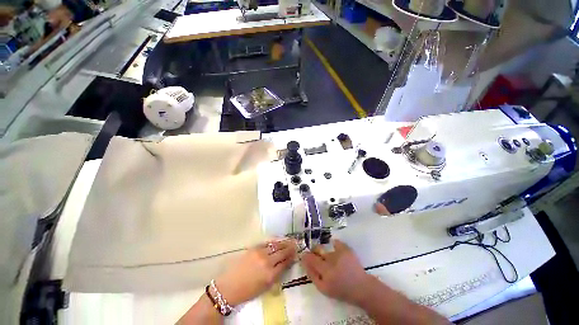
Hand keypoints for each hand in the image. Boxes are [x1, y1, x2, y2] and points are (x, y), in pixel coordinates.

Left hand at [214, 239, 296, 305]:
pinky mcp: (253, 248)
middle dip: (290, 248)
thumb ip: (276, 274)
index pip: (285, 263)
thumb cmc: (248, 291)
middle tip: (295, 244)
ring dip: (283, 243)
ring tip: (288, 240)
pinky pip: (267, 243)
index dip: (291, 257)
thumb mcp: (265, 287)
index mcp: (270, 275)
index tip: (296, 253)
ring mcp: (260, 253)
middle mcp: (267, 262)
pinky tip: (277, 241)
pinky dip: (274, 242)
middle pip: (282, 252)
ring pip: (275, 245)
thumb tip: (284, 264)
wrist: (229, 286)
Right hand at [301, 239, 372, 305]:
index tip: (304, 255)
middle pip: (317, 250)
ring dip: (325, 253)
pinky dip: (334, 244)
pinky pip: (336, 242)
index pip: (310, 259)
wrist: (361, 288)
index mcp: (325, 272)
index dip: (306, 256)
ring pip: (326, 249)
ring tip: (329, 258)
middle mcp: (331, 260)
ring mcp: (339, 253)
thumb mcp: (324, 289)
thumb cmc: (341, 290)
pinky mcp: (346, 249)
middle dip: (314, 251)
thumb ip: (312, 275)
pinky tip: (335, 247)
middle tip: (316, 256)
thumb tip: (305, 263)